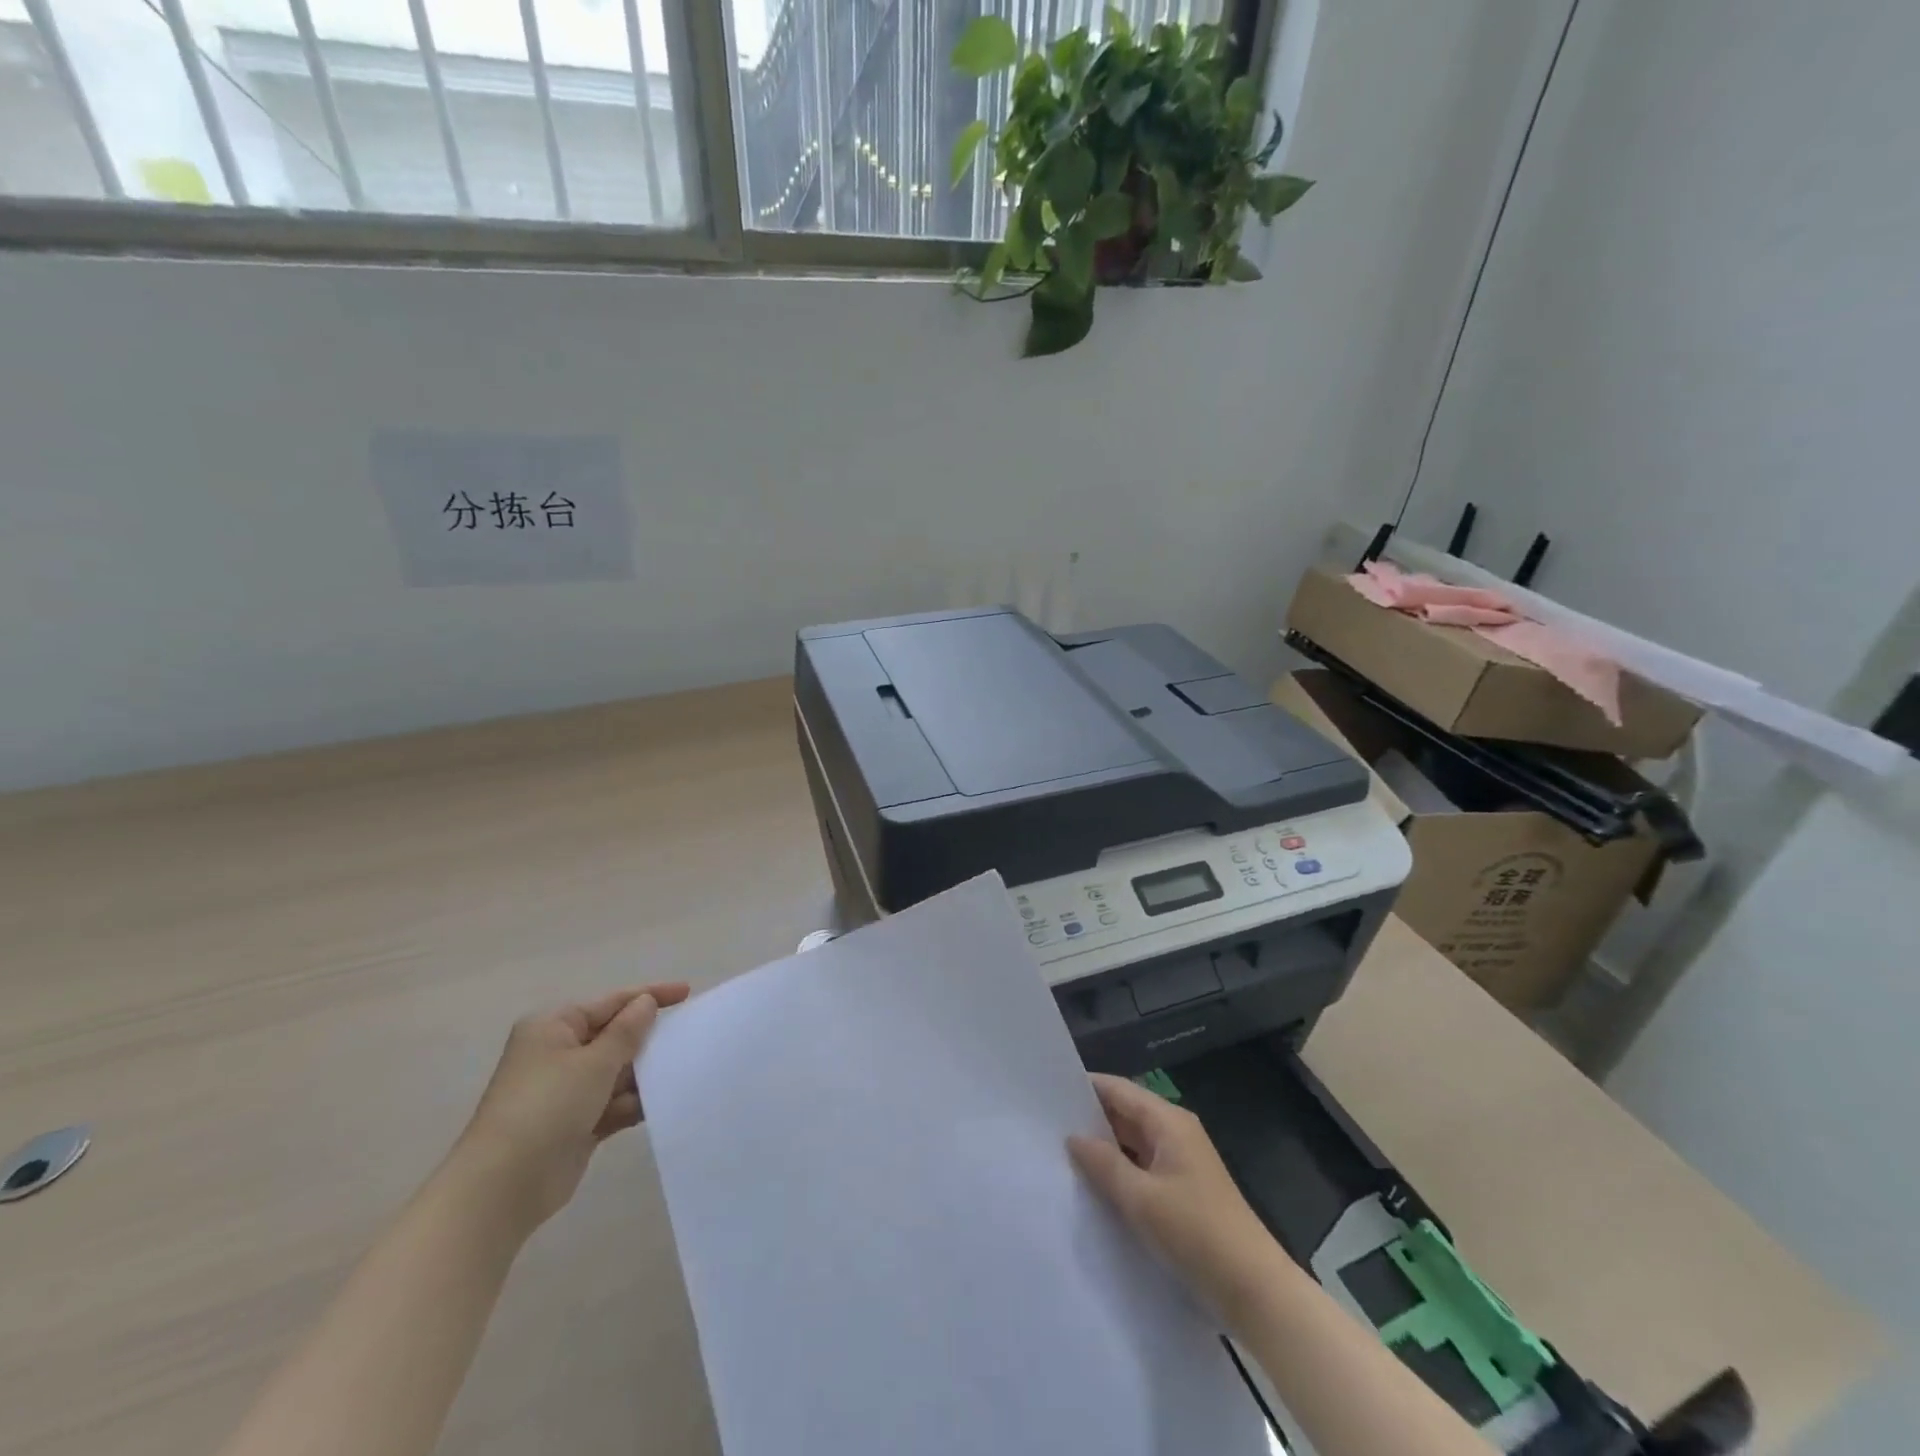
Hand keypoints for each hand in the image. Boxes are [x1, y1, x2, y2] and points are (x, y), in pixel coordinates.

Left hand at [449, 984, 690, 1236]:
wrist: (502, 1187)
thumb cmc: (547, 1106)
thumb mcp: (594, 1062)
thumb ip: (627, 1031)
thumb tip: (646, 1003)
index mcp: (554, 1026)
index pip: (611, 1002)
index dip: (650, 996)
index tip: (687, 993)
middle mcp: (558, 1052)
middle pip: (614, 1036)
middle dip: (648, 1039)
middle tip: (690, 1035)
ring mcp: (566, 1090)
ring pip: (617, 1072)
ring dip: (645, 1073)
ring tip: (684, 1070)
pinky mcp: (575, 1123)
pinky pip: (614, 1103)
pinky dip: (635, 1102)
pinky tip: (664, 1103)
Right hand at [1068, 1073, 1288, 1321]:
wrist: (1254, 1291)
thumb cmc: (1197, 1233)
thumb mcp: (1142, 1199)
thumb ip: (1103, 1164)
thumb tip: (1072, 1137)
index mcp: (1168, 1121)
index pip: (1118, 1089)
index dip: (1084, 1087)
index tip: (1046, 1091)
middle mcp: (1175, 1133)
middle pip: (1124, 1113)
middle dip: (1088, 1119)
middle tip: (1044, 1125)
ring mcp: (1180, 1163)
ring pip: (1131, 1143)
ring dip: (1102, 1148)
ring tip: (1058, 1153)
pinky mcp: (1182, 1192)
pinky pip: (1141, 1168)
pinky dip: (1118, 1172)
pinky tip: (1091, 1186)